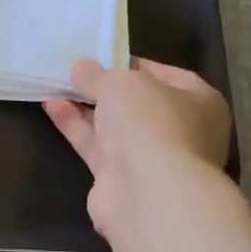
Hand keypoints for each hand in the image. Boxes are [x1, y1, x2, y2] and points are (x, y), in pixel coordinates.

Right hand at [44, 57, 231, 245]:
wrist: (148, 194)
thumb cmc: (150, 124)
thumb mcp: (121, 84)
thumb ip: (98, 75)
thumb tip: (81, 68)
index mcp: (198, 101)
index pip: (163, 74)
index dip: (129, 64)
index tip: (99, 57)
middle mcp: (179, 130)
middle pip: (136, 104)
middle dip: (104, 89)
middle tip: (73, 73)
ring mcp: (150, 158)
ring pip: (113, 127)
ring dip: (84, 107)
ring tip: (54, 86)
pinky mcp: (120, 179)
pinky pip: (95, 146)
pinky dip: (76, 127)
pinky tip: (52, 107)